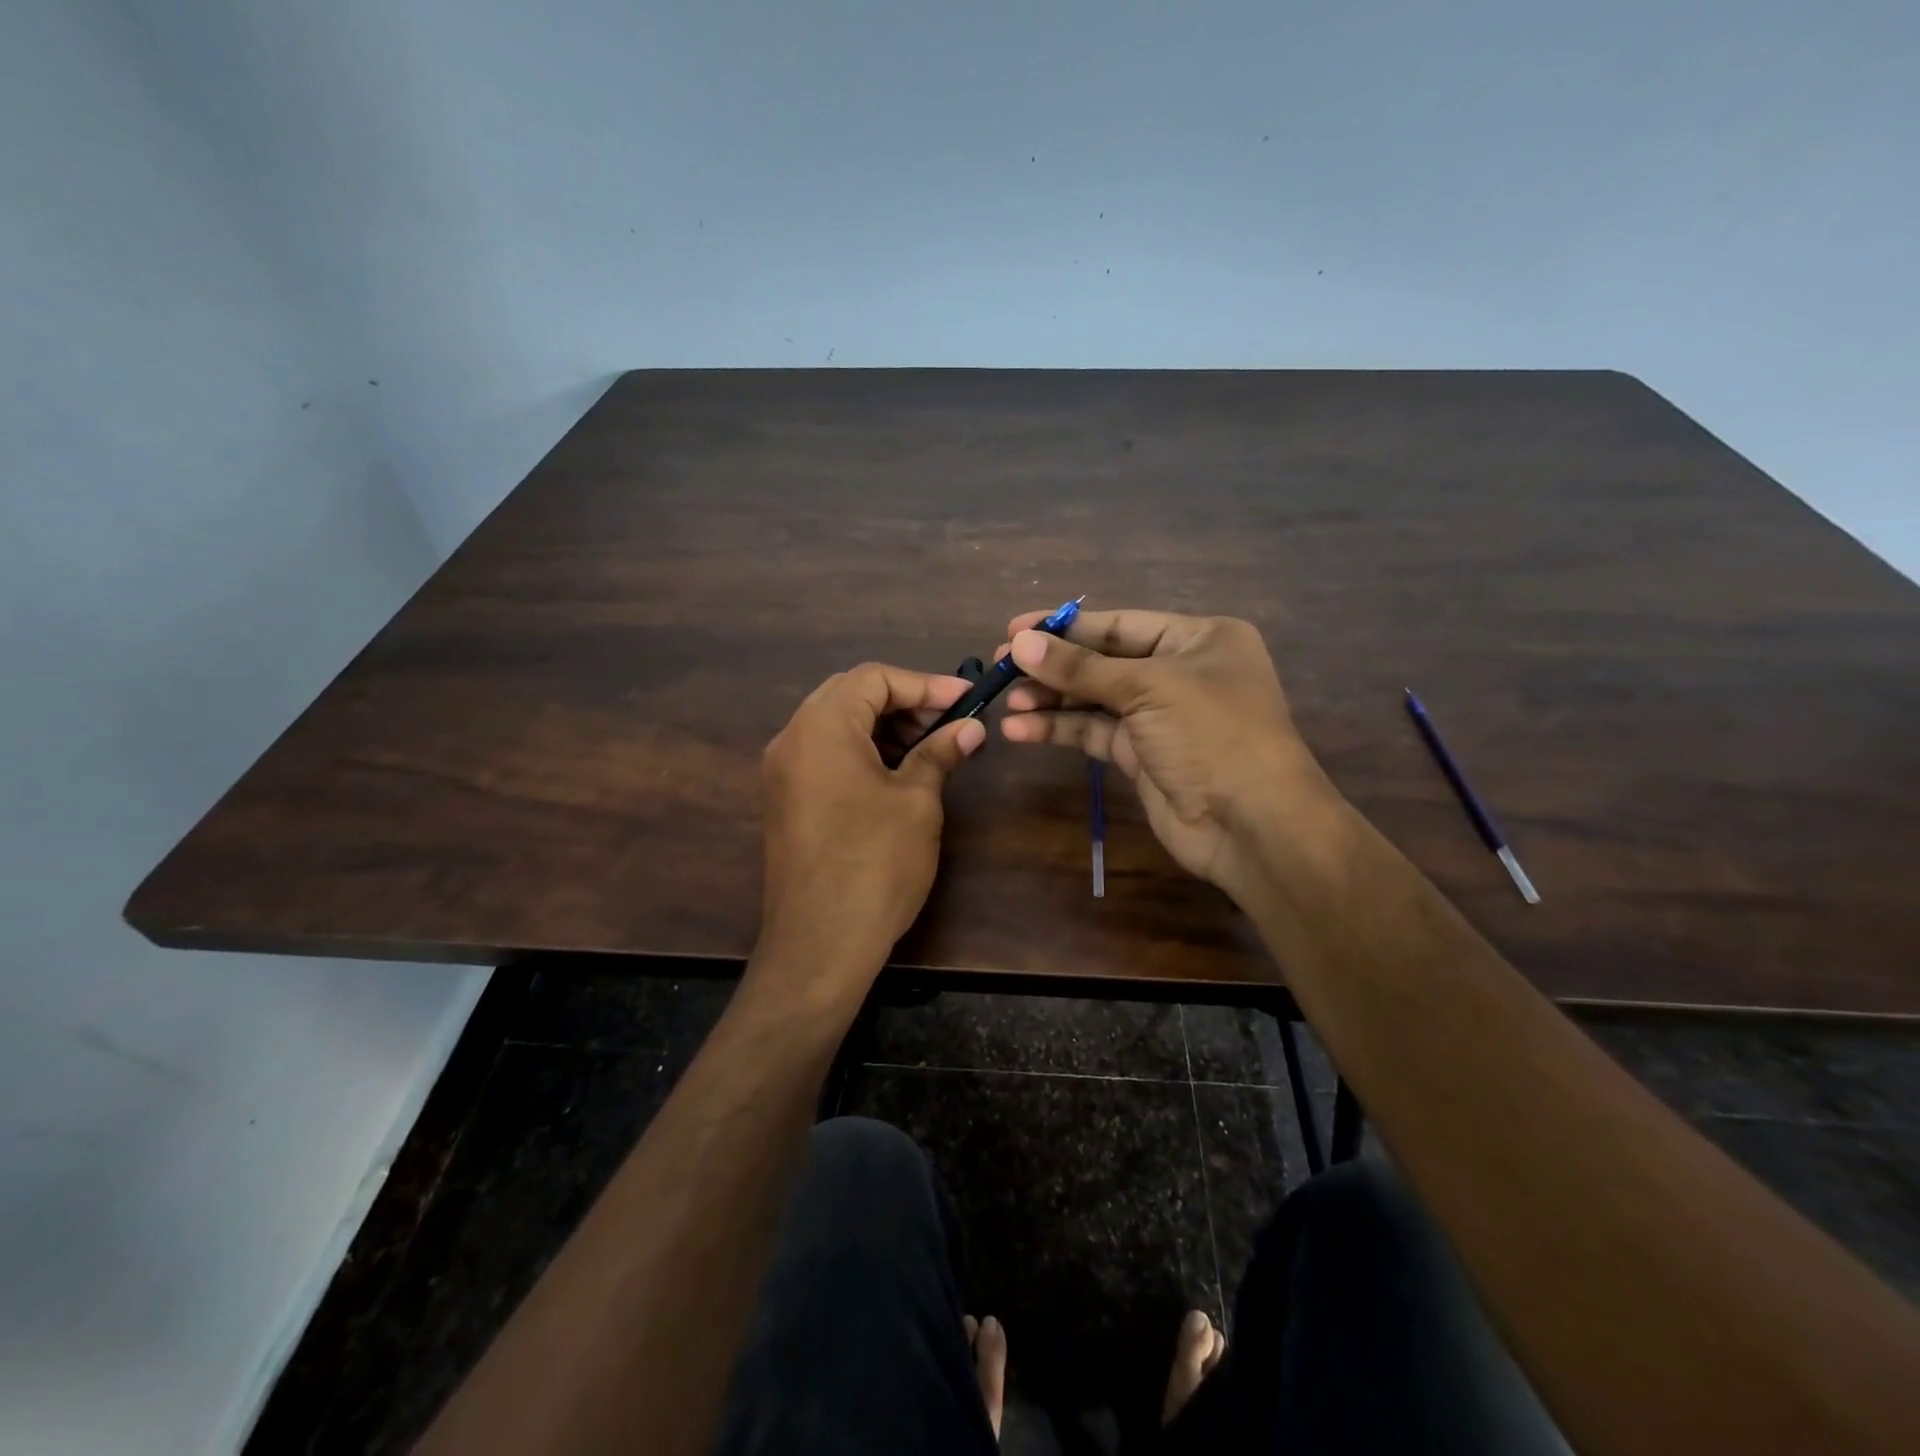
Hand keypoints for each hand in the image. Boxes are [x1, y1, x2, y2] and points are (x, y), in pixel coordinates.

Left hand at [759, 664, 984, 978]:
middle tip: (948, 723)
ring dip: (884, 726)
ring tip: (930, 749)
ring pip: (837, 724)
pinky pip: (825, 754)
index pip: (874, 678)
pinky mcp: (786, 800)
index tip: (966, 700)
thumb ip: (939, 754)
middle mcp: (792, 738)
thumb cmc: (875, 863)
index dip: (925, 684)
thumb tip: (969, 729)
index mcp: (821, 726)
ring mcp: (783, 771)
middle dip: (904, 702)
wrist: (820, 944)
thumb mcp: (917, 802)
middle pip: (851, 694)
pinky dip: (862, 751)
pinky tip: (897, 772)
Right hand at [997, 608, 1341, 895]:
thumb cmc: (1212, 734)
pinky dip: (1060, 730)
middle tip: (1001, 666)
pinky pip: (1094, 734)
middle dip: (1053, 665)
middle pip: (1103, 661)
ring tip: (1008, 702)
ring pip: (1094, 700)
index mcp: (1198, 639)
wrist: (1252, 825)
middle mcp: (1179, 672)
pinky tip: (1021, 730)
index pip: (1120, 625)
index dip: (1066, 627)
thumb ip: (1080, 668)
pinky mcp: (1142, 756)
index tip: (1015, 630)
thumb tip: (1020, 644)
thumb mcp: (1147, 689)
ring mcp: (1160, 717)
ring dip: (1051, 700)